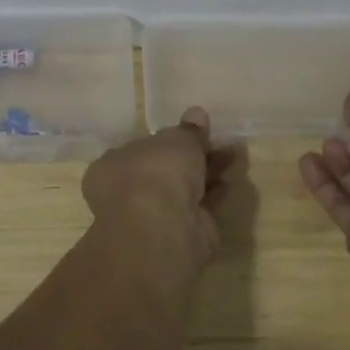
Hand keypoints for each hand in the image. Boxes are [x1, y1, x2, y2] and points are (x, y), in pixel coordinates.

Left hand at [82, 106, 235, 263]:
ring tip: (236, 155)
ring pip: (185, 189)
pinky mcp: (181, 236)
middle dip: (194, 156)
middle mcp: (129, 192)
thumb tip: (196, 113)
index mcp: (113, 166)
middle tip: (221, 142)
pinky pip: (200, 209)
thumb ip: (188, 130)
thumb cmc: (156, 173)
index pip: (141, 149)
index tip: (192, 133)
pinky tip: (232, 180)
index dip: (167, 141)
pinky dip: (216, 194)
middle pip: (167, 170)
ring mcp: (155, 217)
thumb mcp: (176, 140)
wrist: (163, 230)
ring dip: (209, 172)